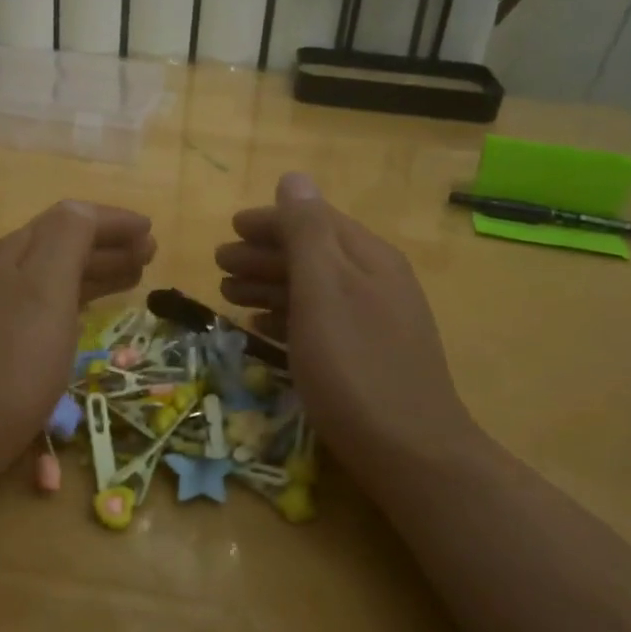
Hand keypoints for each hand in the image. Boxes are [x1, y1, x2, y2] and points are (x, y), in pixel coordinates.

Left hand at [0, 201, 154, 499]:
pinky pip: (50, 307)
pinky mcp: (0, 346)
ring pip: (58, 276)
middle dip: (110, 244)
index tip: (151, 229)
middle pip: (65, 245)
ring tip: (135, 278)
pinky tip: (91, 315)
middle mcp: (6, 274)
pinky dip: (80, 300)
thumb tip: (86, 210)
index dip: (113, 221)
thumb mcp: (45, 290)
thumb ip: (67, 240)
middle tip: (150, 255)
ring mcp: (0, 311)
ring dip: (98, 271)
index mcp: (19, 253)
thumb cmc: (9, 362)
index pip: (72, 219)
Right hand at [215, 173, 477, 483]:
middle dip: (263, 254)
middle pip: (312, 254)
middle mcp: (375, 281)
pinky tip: (262, 329)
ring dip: (269, 286)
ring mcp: (374, 321)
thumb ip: (306, 232)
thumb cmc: (355, 366)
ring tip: (229, 295)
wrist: (411, 453)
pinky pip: (319, 323)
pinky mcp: (367, 357)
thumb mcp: (324, 290)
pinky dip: (287, 318)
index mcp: (367, 258)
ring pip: (313, 290)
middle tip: (219, 264)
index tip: (229, 228)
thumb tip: (294, 178)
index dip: (270, 220)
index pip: (315, 220)